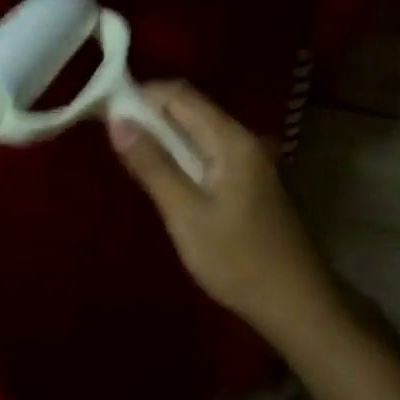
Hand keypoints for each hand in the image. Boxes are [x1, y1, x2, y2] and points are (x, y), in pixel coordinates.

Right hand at [108, 81, 344, 342]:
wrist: (296, 304)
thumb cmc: (238, 261)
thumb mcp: (186, 214)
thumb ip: (152, 164)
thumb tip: (117, 120)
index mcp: (231, 140)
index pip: (179, 95)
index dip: (140, 96)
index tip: (103, 113)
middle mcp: (243, 140)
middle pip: (189, 109)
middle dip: (148, 114)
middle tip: (109, 136)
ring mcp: (249, 161)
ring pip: (197, 132)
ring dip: (162, 136)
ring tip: (128, 155)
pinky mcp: (248, 182)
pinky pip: (207, 153)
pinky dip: (180, 156)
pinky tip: (162, 177)